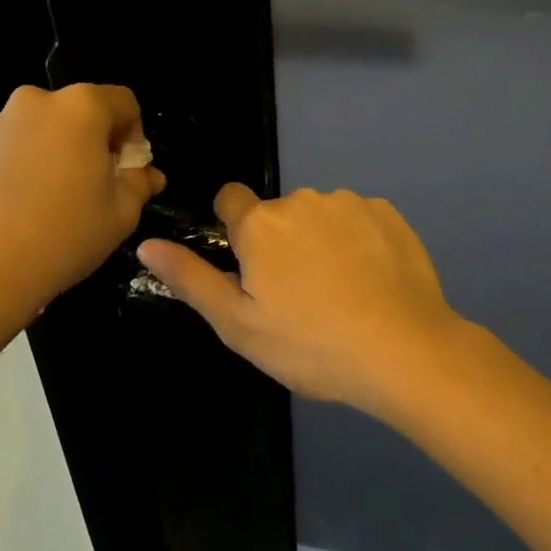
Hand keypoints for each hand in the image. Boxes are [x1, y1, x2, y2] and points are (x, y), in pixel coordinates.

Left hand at [0, 85, 163, 335]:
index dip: (135, 136)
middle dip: (100, 142)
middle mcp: (40, 100)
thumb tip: (147, 175)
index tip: (129, 173)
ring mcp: (5, 121)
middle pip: (87, 111)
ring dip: (68, 151)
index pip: (125, 103)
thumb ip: (140, 183)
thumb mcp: (121, 212)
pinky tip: (36, 202)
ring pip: (54, 127)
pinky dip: (39, 161)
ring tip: (66, 199)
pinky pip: (26, 142)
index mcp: (81, 106)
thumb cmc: (64, 234)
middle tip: (102, 187)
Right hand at [137, 183, 462, 412]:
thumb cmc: (311, 344)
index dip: (236, 230)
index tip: (252, 265)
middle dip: (281, 243)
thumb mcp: (239, 325)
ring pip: (320, 216)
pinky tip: (372, 282)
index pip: (231, 200)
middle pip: (278, 214)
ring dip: (321, 241)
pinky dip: (359, 242)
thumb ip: (191, 279)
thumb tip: (147, 243)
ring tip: (341, 293)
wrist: (404, 351)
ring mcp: (348, 202)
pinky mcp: (386, 212)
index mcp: (260, 225)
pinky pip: (359, 220)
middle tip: (300, 296)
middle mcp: (300, 200)